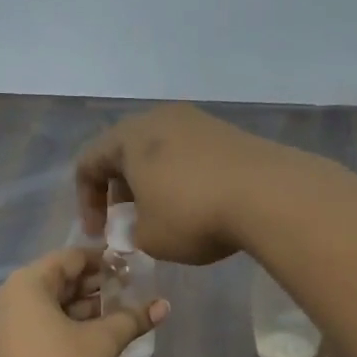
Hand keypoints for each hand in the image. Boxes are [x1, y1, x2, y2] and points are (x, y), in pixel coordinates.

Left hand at [0, 247, 168, 356]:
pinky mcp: (12, 354)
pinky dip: (70, 327)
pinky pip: (44, 328)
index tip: (131, 266)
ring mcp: (8, 328)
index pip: (70, 258)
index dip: (103, 260)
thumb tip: (163, 305)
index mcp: (27, 284)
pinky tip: (99, 337)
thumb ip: (131, 319)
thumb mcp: (102, 342)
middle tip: (131, 290)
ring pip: (52, 307)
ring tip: (121, 313)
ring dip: (86, 308)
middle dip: (96, 285)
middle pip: (59, 281)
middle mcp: (11, 300)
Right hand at [74, 104, 286, 264]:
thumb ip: (131, 232)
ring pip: (159, 152)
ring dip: (152, 183)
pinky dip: (181, 178)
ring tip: (163, 215)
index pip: (88, 163)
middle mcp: (159, 119)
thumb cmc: (193, 215)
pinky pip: (189, 154)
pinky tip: (197, 205)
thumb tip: (137, 226)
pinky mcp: (227, 132)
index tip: (99, 235)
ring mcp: (196, 121)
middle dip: (120, 191)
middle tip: (128, 223)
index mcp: (128, 138)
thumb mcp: (149, 238)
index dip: (86, 203)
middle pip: (124, 153)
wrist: (270, 195)